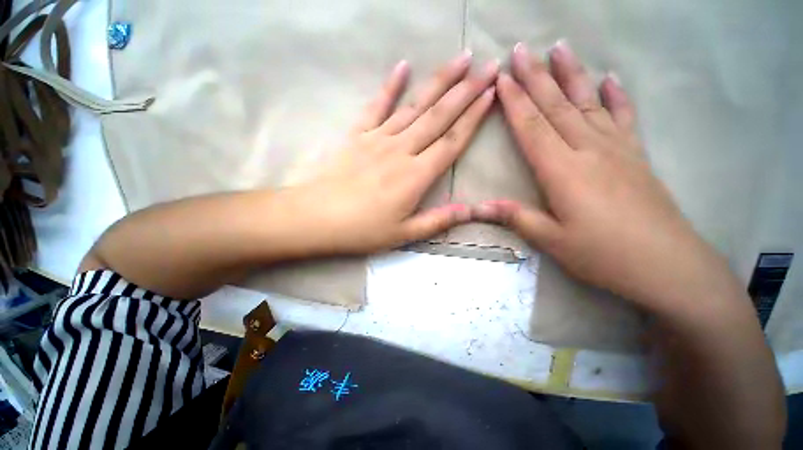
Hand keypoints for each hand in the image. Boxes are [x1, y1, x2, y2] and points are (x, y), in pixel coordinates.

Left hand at [279, 53, 497, 254]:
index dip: (474, 117)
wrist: (314, 218)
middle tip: (489, 66)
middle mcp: (401, 150)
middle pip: (439, 116)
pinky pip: (376, 106)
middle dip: (466, 90)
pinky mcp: (356, 135)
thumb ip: (438, 221)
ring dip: (439, 81)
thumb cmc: (360, 230)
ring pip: (414, 105)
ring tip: (460, 58)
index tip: (491, 94)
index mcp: (415, 176)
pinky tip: (403, 66)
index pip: (452, 142)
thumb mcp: (403, 234)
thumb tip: (470, 211)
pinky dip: (389, 85)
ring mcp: (377, 139)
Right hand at [475, 42, 736, 312]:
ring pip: (588, 103)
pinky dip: (616, 96)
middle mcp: (588, 151)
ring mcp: (616, 149)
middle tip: (521, 50)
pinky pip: (624, 118)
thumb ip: (515, 218)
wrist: (667, 266)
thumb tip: (479, 207)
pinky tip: (610, 79)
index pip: (532, 128)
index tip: (502, 79)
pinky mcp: (636, 156)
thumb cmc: (603, 255)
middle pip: (556, 107)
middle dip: (536, 77)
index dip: (514, 103)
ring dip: (572, 75)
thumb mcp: (551, 240)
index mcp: (563, 171)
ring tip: (559, 48)